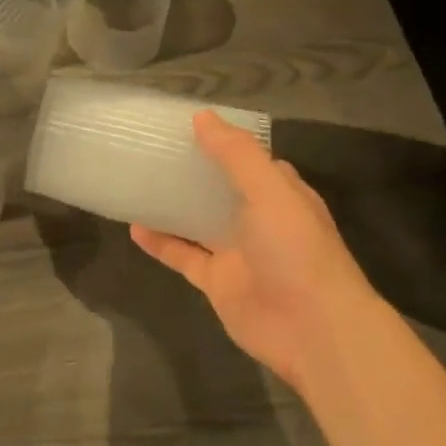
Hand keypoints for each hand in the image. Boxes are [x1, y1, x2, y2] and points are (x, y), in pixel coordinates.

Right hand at [131, 111, 383, 391]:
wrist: (312, 328)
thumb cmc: (296, 249)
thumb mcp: (270, 190)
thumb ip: (236, 154)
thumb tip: (202, 117)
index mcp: (280, 194)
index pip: (250, 160)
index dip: (222, 143)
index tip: (186, 125)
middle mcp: (259, 220)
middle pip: (220, 189)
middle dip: (192, 172)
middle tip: (151, 150)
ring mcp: (237, 252)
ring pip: (198, 222)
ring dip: (172, 206)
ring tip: (137, 182)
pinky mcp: (217, 282)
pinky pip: (183, 256)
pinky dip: (161, 243)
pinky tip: (133, 227)